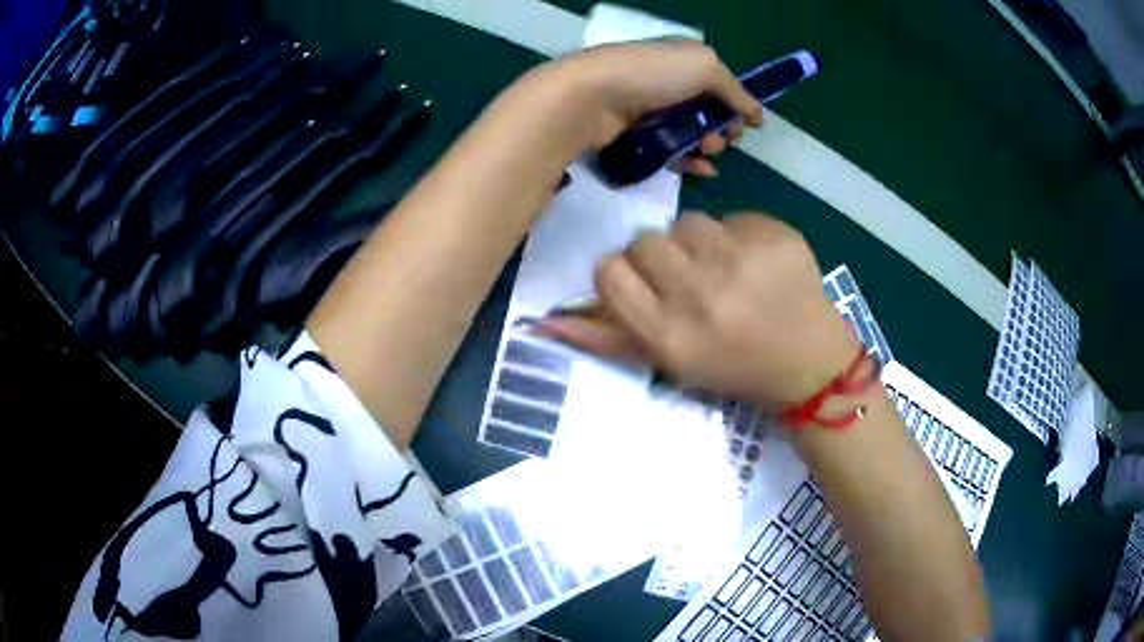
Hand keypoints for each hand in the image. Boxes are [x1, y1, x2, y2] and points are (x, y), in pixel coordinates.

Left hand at [520, 40, 763, 176]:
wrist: (591, 97)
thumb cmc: (652, 74)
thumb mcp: (704, 67)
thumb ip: (735, 89)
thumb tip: (758, 113)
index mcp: (682, 59)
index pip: (718, 83)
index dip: (736, 104)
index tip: (748, 126)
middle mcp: (665, 80)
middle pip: (705, 110)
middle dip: (723, 128)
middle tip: (724, 141)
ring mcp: (647, 108)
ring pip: (688, 132)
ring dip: (707, 146)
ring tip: (708, 153)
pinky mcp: (632, 134)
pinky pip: (668, 149)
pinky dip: (687, 160)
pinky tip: (700, 170)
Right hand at [535, 213, 859, 405]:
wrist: (810, 363)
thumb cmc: (735, 368)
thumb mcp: (670, 363)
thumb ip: (608, 337)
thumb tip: (543, 318)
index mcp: (670, 336)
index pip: (609, 272)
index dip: (624, 273)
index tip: (647, 285)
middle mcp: (701, 297)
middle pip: (645, 240)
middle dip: (662, 257)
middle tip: (693, 280)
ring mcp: (742, 261)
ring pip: (688, 222)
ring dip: (701, 244)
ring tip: (730, 273)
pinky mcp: (774, 235)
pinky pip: (732, 217)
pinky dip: (739, 237)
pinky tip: (759, 264)